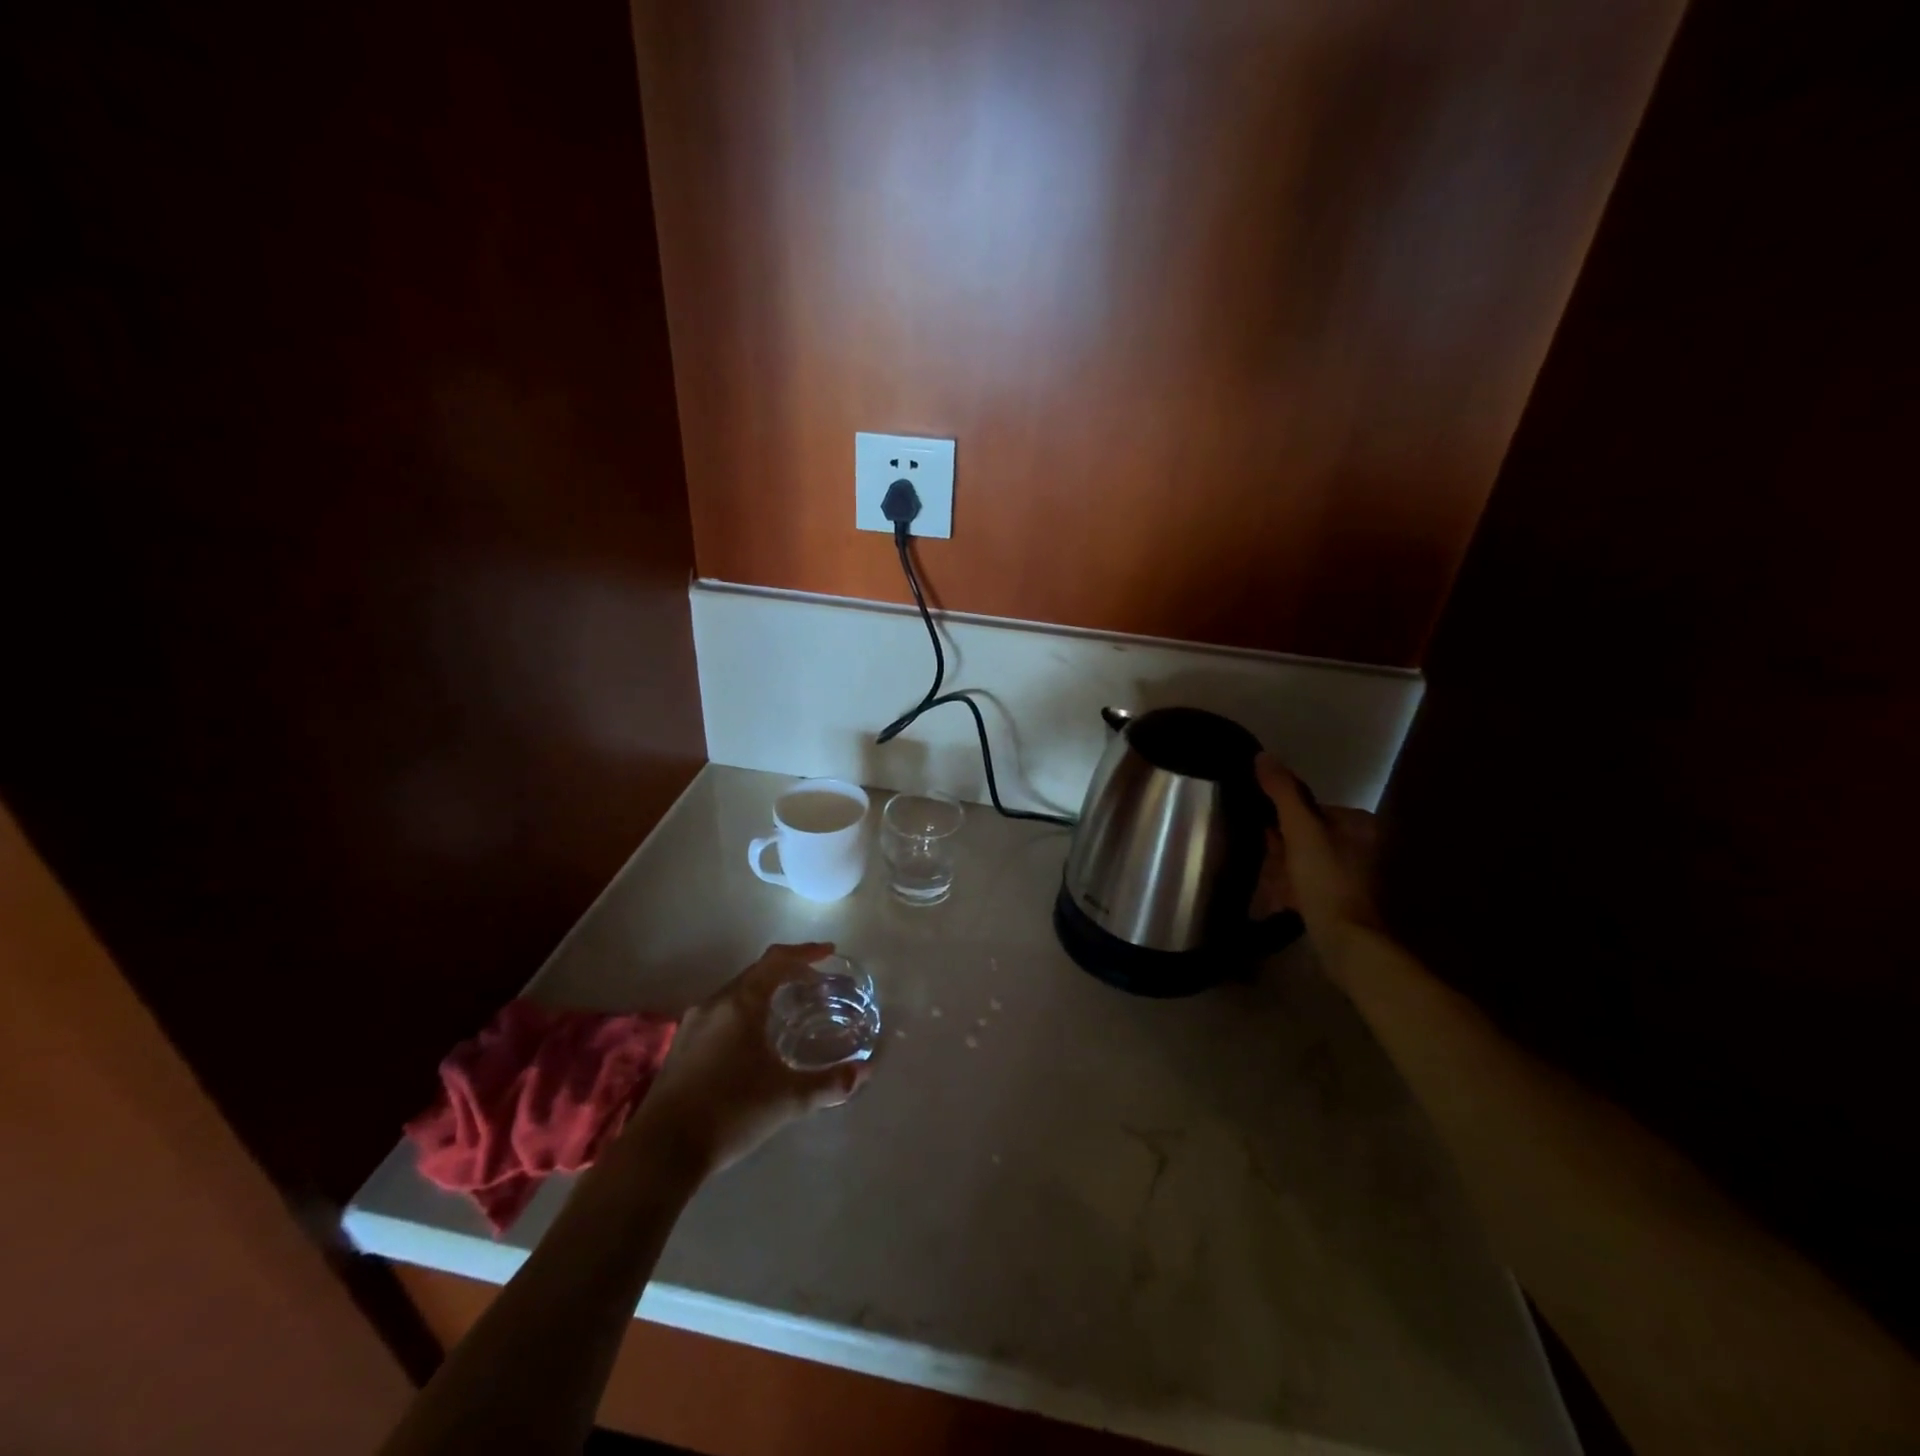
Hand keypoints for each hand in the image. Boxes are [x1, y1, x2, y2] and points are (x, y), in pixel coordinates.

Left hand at [632, 943, 872, 1177]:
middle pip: (755, 974)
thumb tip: (865, 1072)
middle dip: (787, 973)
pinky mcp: (681, 1048)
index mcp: (740, 1004)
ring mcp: (692, 1026)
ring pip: (736, 994)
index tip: (829, 952)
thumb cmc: (729, 1112)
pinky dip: (745, 1013)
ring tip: (788, 1009)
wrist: (660, 1153)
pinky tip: (754, 1041)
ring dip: (764, 993)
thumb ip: (829, 1084)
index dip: (805, 952)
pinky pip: (721, 1014)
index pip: (776, 960)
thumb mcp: (787, 1099)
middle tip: (815, 983)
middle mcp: (714, 1004)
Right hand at [1252, 755, 1381, 935]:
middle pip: (1309, 833)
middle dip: (1282, 841)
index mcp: (1359, 824)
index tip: (1261, 826)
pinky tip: (1276, 895)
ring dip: (1284, 864)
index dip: (1283, 815)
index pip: (1312, 807)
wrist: (1346, 940)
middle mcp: (1363, 845)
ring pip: (1307, 858)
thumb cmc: (1326, 879)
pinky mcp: (1343, 900)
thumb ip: (1282, 792)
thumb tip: (1262, 756)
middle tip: (1259, 850)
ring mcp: (1354, 875)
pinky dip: (1292, 885)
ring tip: (1262, 872)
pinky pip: (1310, 882)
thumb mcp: (1300, 829)